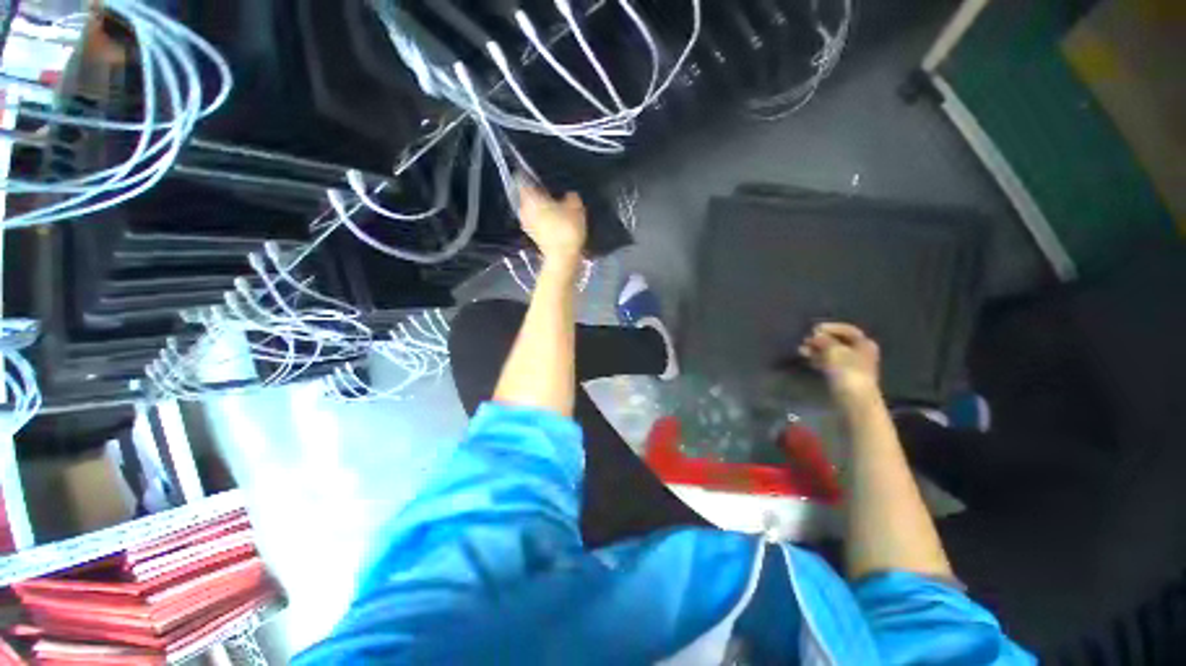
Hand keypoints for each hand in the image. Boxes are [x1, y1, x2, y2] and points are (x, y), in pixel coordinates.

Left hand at [518, 177, 586, 267]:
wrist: (562, 258)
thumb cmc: (567, 229)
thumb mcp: (576, 208)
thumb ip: (571, 197)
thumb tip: (569, 194)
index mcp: (531, 198)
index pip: (523, 179)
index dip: (531, 175)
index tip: (540, 175)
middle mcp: (525, 209)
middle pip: (528, 196)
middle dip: (538, 193)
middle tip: (551, 191)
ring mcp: (527, 224)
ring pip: (532, 209)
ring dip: (540, 207)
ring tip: (554, 206)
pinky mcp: (533, 236)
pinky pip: (536, 221)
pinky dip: (543, 219)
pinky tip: (555, 221)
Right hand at [799, 322, 880, 401]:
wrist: (853, 399)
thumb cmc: (847, 371)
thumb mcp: (834, 350)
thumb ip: (824, 340)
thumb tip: (816, 334)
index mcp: (864, 344)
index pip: (847, 330)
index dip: (830, 327)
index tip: (813, 329)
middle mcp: (860, 353)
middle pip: (839, 341)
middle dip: (820, 340)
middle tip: (805, 340)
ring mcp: (852, 366)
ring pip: (832, 353)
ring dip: (817, 350)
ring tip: (801, 350)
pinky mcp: (843, 377)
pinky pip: (829, 364)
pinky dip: (819, 360)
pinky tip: (808, 359)